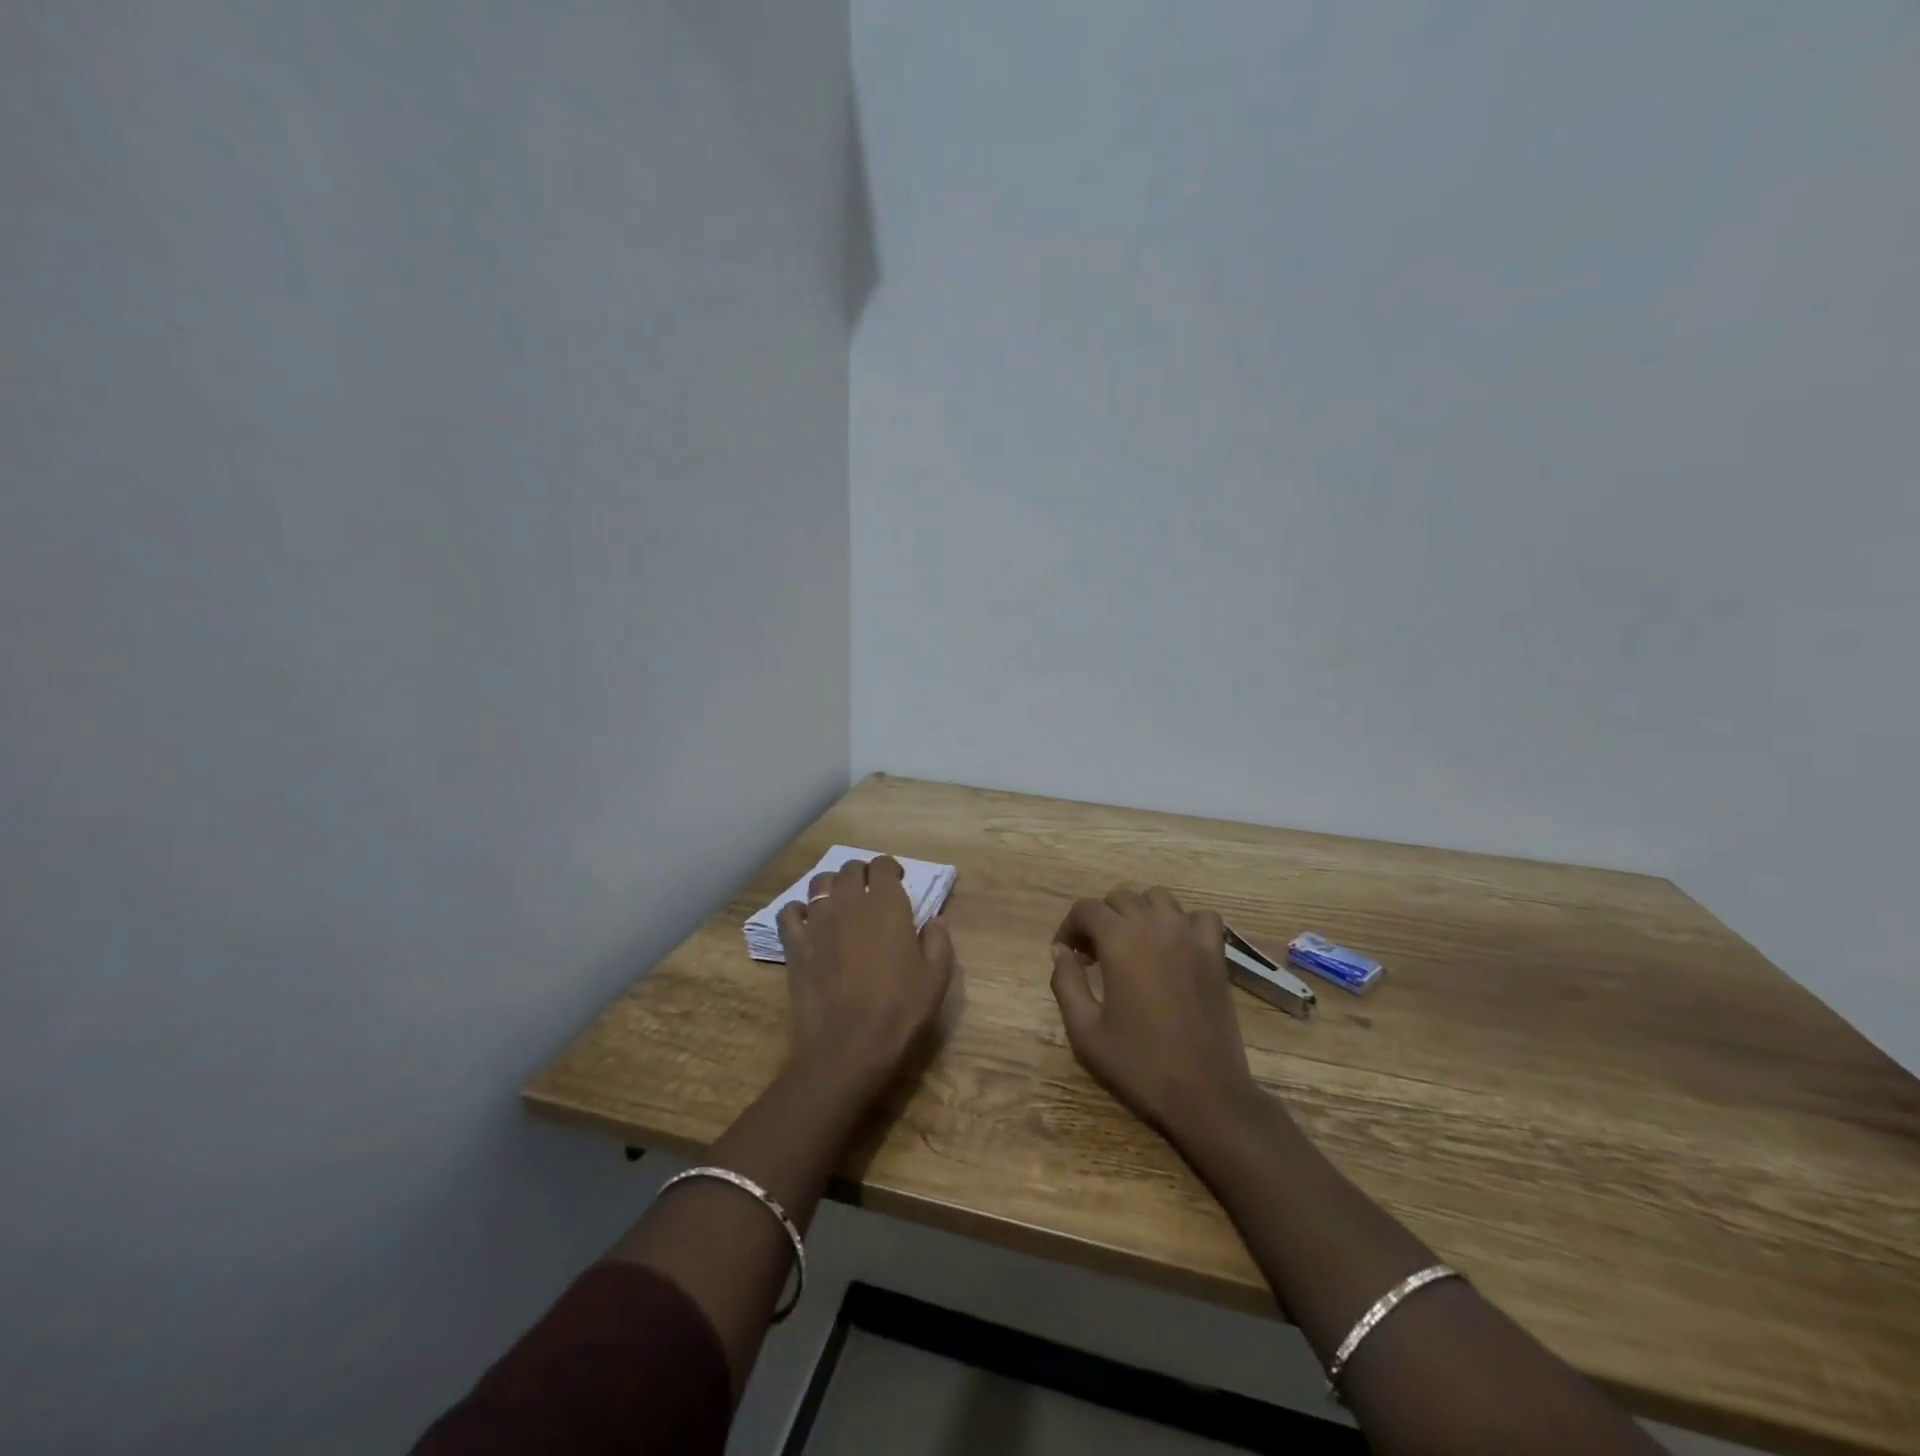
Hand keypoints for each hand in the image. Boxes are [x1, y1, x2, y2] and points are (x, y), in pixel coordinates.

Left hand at [776, 855, 954, 1095]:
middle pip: (850, 868)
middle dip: (862, 874)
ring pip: (819, 883)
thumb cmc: (900, 1010)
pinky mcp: (794, 944)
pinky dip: (798, 911)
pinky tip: (808, 923)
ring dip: (831, 886)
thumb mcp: (937, 976)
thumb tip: (933, 920)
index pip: (883, 864)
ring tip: (840, 904)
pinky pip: (789, 912)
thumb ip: (938, 940)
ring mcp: (817, 921)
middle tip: (871, 894)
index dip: (890, 869)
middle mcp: (849, 902)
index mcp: (886, 904)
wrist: (848, 1047)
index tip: (898, 883)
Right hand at [1050, 887, 1264, 1146]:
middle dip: (1100, 920)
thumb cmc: (1139, 1065)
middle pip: (1120, 898)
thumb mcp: (1085, 1031)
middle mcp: (1155, 927)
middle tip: (1093, 956)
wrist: (1205, 1094)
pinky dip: (1183, 922)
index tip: (1067, 955)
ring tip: (1131, 945)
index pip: (1086, 909)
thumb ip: (1066, 983)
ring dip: (1138, 913)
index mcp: (1120, 941)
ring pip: (1158, 898)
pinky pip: (1200, 917)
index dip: (1069, 927)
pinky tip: (1174, 946)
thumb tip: (1061, 951)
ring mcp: (1191, 937)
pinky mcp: (1216, 955)